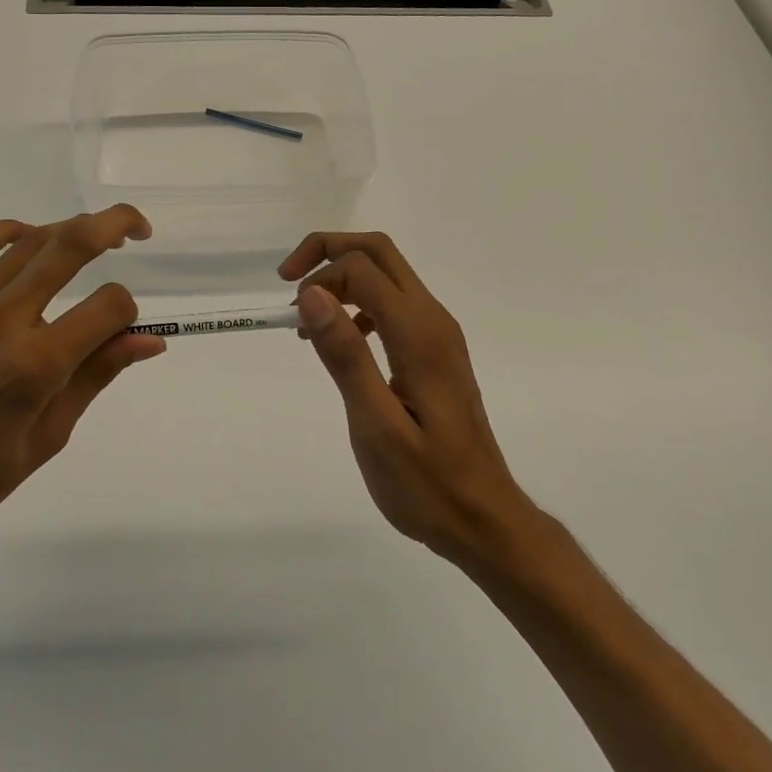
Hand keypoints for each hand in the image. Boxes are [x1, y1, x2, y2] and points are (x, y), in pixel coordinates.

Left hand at [0, 206, 163, 581]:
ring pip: (27, 242)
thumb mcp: (46, 439)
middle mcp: (0, 320)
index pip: (107, 307)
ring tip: (91, 238)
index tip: (122, 332)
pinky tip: (27, 237)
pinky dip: (8, 232)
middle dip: (114, 226)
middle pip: (70, 246)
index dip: (128, 313)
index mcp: (36, 365)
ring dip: (68, 230)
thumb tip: (149, 341)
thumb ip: (96, 377)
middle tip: (138, 229)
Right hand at [280, 232, 537, 569]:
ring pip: (387, 275)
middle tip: (288, 283)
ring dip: (342, 279)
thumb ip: (345, 355)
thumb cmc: (426, 484)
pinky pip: (394, 304)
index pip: (362, 268)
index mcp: (419, 334)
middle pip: (379, 253)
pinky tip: (343, 341)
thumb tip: (312, 295)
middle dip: (329, 252)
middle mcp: (433, 320)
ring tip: (307, 321)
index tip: (288, 313)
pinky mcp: (436, 351)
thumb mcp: (375, 426)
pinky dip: (359, 304)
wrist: (484, 519)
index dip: (319, 275)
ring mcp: (438, 334)